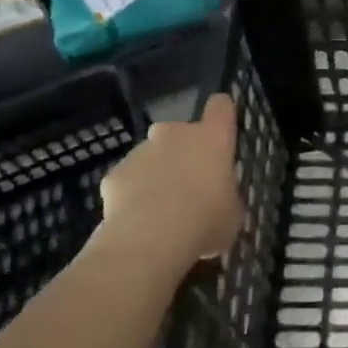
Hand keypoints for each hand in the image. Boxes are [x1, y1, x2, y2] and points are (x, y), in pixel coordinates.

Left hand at [95, 94, 242, 268]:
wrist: (149, 242)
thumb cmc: (204, 221)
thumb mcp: (232, 213)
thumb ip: (227, 196)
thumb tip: (221, 200)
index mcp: (211, 137)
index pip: (220, 106)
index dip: (221, 116)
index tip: (222, 132)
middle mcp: (175, 134)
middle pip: (180, 132)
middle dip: (183, 152)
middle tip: (189, 185)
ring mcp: (141, 151)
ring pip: (151, 156)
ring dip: (157, 173)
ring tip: (161, 211)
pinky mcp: (114, 174)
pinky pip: (128, 179)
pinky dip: (132, 194)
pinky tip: (137, 221)